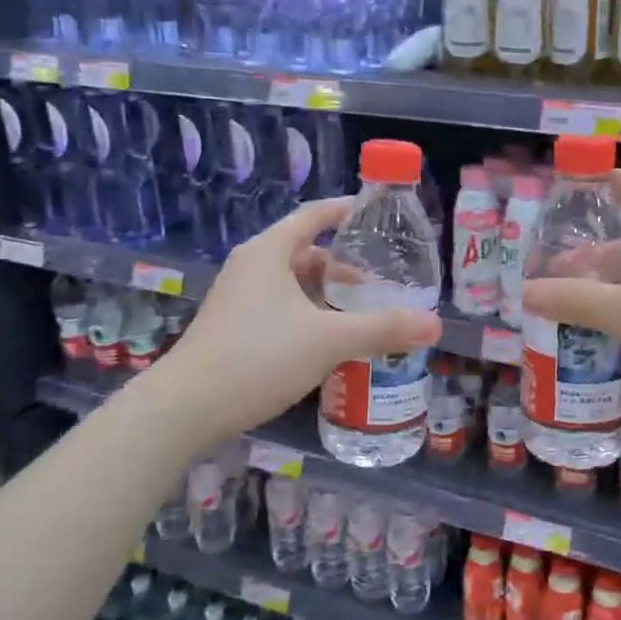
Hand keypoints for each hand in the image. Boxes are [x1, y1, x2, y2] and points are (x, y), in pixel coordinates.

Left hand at [154, 197, 442, 443]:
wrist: (185, 409)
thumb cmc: (258, 357)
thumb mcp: (328, 340)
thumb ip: (382, 329)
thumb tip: (435, 324)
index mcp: (269, 252)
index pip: (313, 215)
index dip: (345, 211)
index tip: (376, 215)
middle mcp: (251, 267)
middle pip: (305, 251)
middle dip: (343, 264)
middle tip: (379, 280)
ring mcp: (238, 298)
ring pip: (292, 283)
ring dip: (325, 294)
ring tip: (360, 313)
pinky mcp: (233, 328)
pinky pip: (280, 307)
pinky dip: (308, 314)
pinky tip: (328, 342)